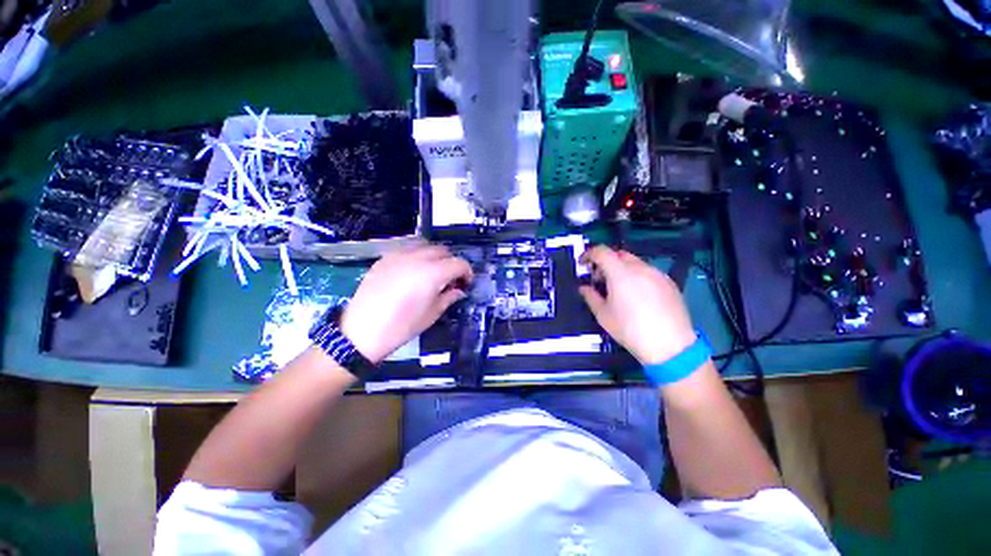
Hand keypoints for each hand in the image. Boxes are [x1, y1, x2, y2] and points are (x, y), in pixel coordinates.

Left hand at [340, 245, 471, 363]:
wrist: (362, 331)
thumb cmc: (402, 326)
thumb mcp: (432, 314)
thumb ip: (449, 297)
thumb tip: (458, 290)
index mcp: (433, 273)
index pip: (459, 263)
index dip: (467, 273)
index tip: (465, 284)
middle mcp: (417, 258)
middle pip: (443, 251)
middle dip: (451, 263)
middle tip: (450, 279)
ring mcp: (398, 255)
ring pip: (425, 246)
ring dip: (434, 257)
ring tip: (432, 273)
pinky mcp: (385, 258)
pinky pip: (407, 250)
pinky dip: (416, 257)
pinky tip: (412, 273)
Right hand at [579, 246, 695, 364]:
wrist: (670, 345)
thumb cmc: (630, 329)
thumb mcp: (603, 315)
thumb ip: (590, 296)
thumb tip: (584, 288)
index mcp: (620, 273)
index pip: (601, 252)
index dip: (589, 254)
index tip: (583, 264)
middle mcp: (640, 268)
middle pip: (618, 254)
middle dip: (605, 262)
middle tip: (600, 279)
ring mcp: (657, 274)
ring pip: (634, 262)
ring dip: (622, 269)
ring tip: (619, 289)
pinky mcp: (669, 283)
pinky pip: (648, 272)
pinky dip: (637, 276)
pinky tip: (638, 296)